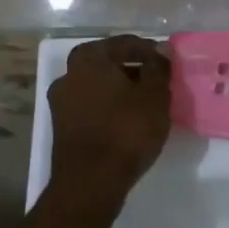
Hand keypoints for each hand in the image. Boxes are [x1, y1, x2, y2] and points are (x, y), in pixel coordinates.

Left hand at [46, 35, 171, 208]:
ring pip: (98, 86)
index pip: (125, 44)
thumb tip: (161, 50)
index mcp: (89, 58)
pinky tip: (127, 119)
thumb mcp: (154, 97)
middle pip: (108, 63)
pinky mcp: (61, 127)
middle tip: (157, 80)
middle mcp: (69, 74)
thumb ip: (158, 68)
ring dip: (120, 89)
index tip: (167, 62)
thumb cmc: (125, 131)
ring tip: (145, 102)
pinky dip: (108, 107)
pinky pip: (91, 106)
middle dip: (132, 69)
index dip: (149, 51)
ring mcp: (61, 101)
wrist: (90, 183)